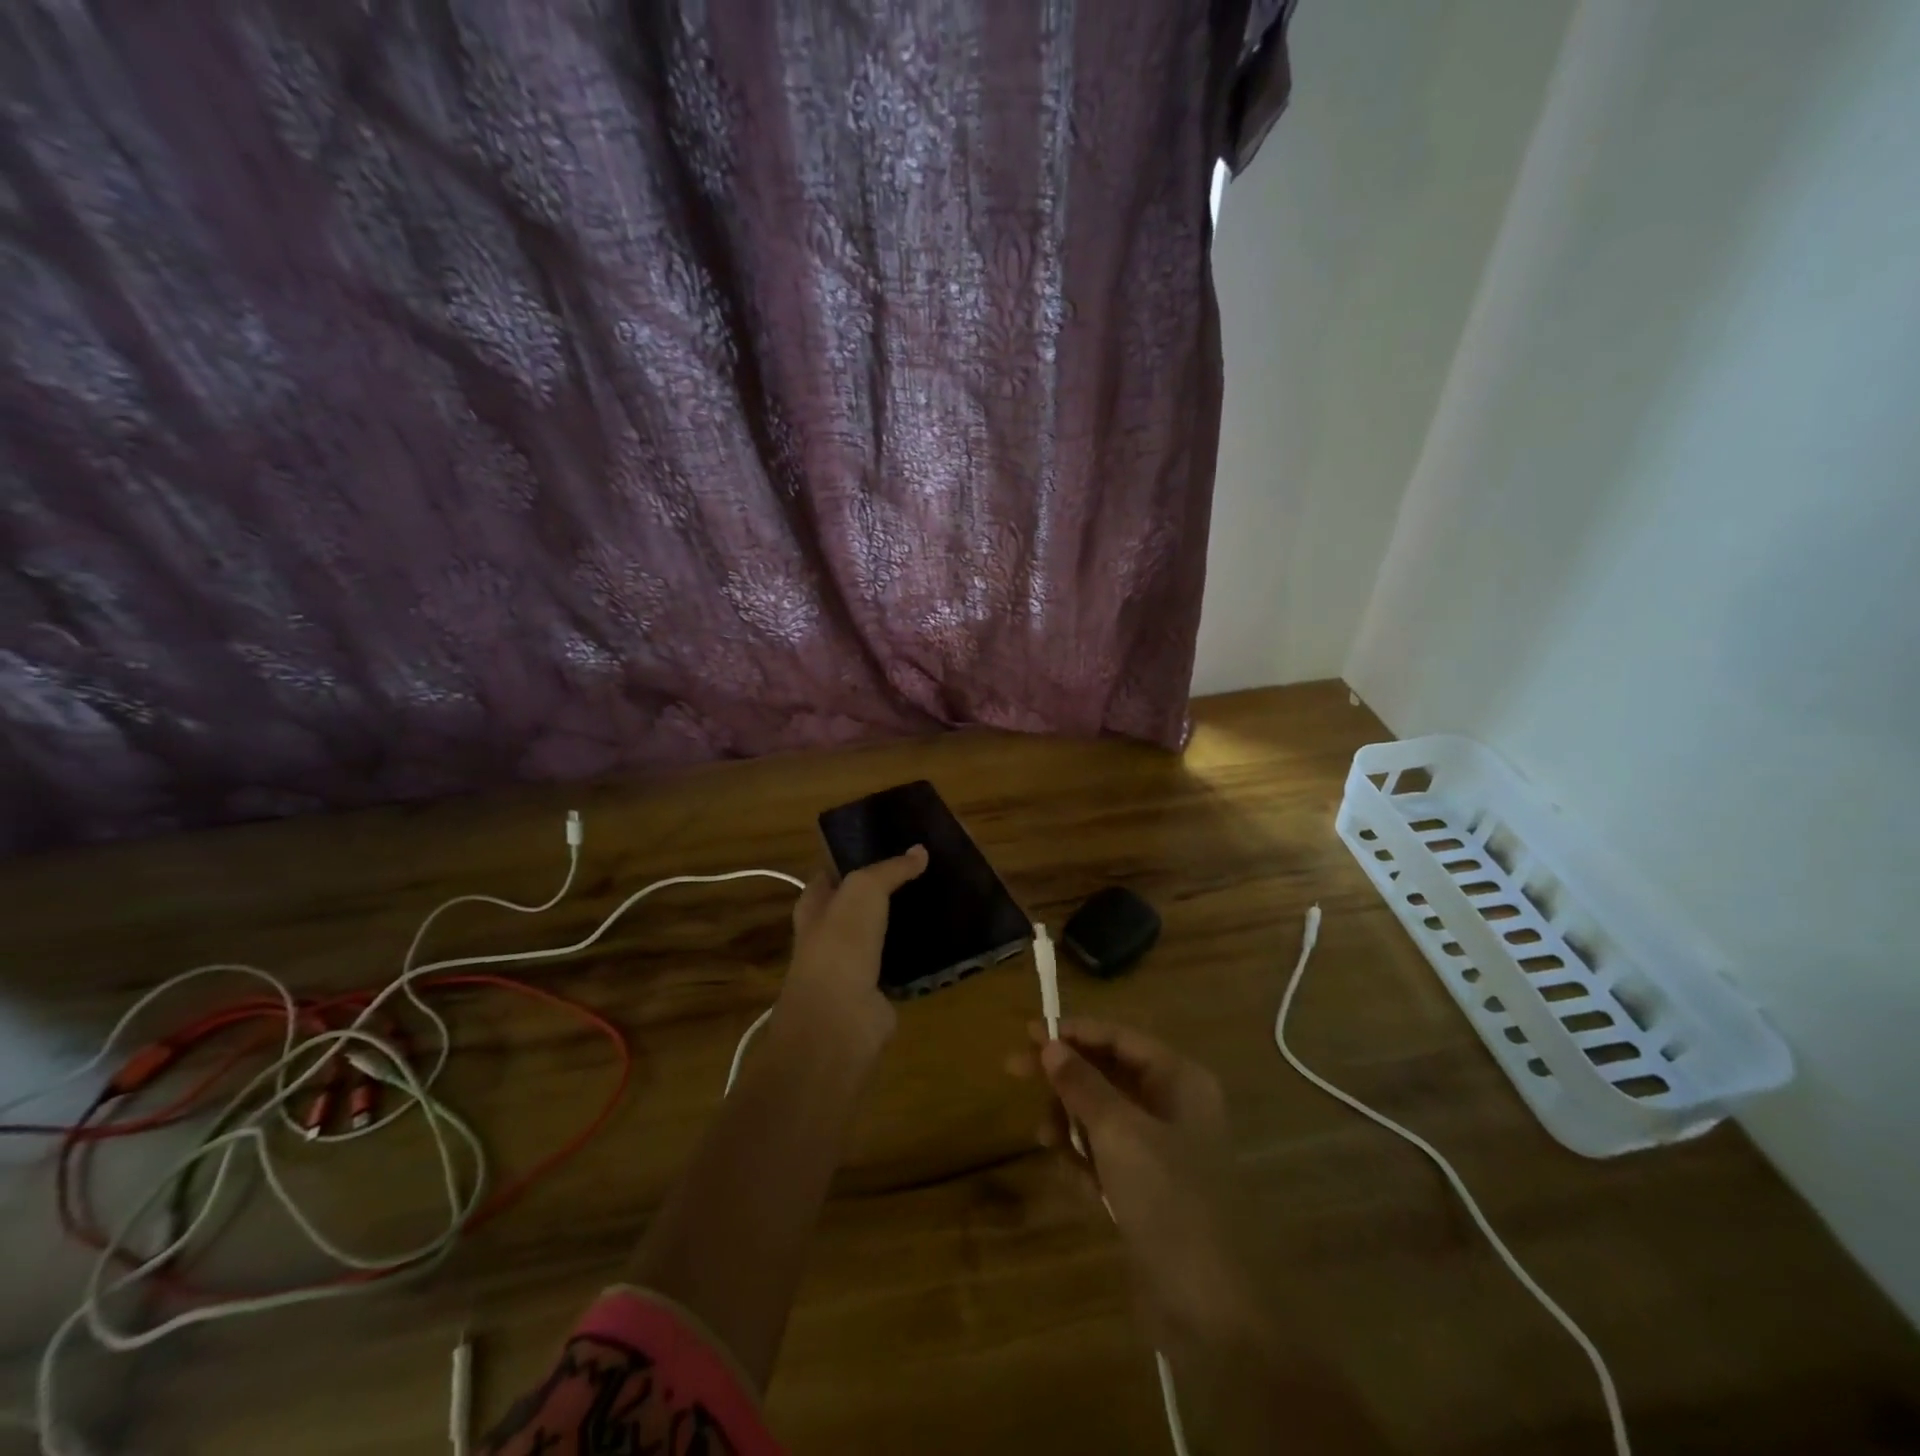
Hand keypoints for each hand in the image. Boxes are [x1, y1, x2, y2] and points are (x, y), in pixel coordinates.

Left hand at [774, 847, 926, 1063]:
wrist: (840, 1019)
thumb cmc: (840, 944)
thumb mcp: (864, 891)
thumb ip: (890, 870)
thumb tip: (919, 850)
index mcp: (814, 906)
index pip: (832, 873)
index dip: (855, 857)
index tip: (891, 843)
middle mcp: (829, 934)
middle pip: (859, 904)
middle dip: (885, 889)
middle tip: (924, 869)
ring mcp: (852, 964)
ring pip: (881, 933)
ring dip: (903, 921)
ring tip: (939, 898)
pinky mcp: (876, 991)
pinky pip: (900, 963)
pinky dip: (917, 953)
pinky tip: (943, 939)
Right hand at [1013, 1018, 1262, 1350]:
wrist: (1213, 1310)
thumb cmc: (1169, 1199)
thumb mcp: (1119, 1133)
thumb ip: (1082, 1084)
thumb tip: (1050, 1045)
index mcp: (1180, 1081)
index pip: (1120, 1038)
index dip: (1074, 1032)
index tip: (1028, 1032)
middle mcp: (1173, 1106)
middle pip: (1107, 1073)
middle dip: (1064, 1076)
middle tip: (1014, 1070)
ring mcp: (1162, 1150)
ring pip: (1102, 1115)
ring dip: (1070, 1121)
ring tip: (1046, 1140)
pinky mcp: (1149, 1189)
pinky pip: (1106, 1155)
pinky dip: (1085, 1160)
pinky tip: (1075, 1179)